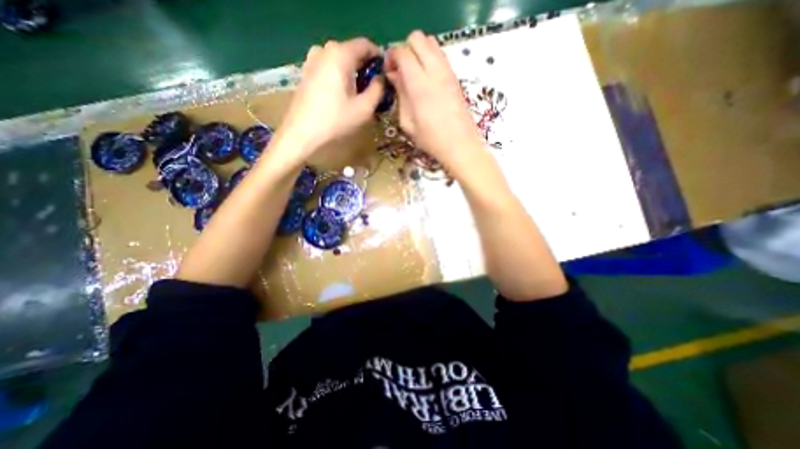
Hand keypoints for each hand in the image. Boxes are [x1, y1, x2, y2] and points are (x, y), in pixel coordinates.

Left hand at [276, 37, 385, 160]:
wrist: (302, 133)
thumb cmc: (335, 120)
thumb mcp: (364, 108)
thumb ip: (378, 90)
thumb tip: (381, 79)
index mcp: (340, 54)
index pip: (365, 45)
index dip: (379, 58)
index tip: (386, 74)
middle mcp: (324, 50)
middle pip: (352, 52)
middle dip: (366, 67)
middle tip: (375, 87)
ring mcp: (312, 60)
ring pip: (340, 61)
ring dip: (353, 73)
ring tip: (360, 93)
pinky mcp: (306, 72)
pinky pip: (329, 67)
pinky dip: (340, 76)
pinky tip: (343, 95)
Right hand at [386, 30, 483, 173]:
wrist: (460, 145)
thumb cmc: (430, 139)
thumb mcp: (407, 122)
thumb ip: (400, 95)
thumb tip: (394, 76)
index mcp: (419, 84)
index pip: (402, 51)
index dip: (392, 57)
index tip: (389, 72)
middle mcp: (434, 70)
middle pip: (417, 38)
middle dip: (405, 49)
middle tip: (401, 70)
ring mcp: (448, 72)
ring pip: (431, 42)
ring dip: (419, 52)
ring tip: (414, 73)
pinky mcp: (455, 77)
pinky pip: (441, 55)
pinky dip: (430, 59)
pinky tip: (427, 79)